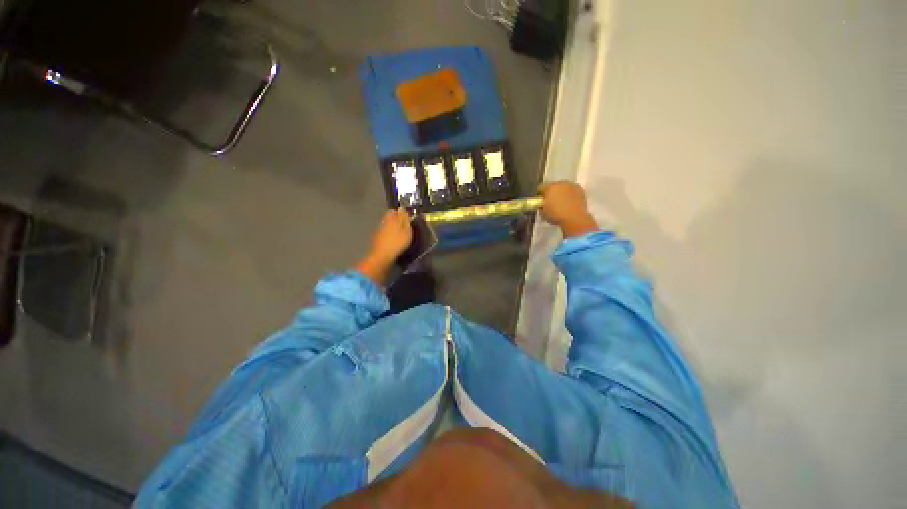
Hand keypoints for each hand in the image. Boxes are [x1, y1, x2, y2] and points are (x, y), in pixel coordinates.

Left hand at [356, 208, 412, 284]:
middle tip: (405, 228)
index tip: (407, 219)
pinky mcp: (377, 240)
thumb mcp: (406, 229)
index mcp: (390, 217)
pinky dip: (390, 236)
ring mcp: (378, 231)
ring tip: (401, 236)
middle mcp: (382, 222)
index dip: (401, 214)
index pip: (394, 210)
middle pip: (390, 218)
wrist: (382, 256)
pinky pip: (385, 234)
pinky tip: (394, 242)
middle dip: (396, 221)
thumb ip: (404, 218)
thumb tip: (402, 208)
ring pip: (387, 226)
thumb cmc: (397, 241)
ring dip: (393, 229)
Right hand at [538, 181, 598, 236]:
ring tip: (561, 203)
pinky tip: (569, 203)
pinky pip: (572, 191)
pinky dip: (570, 195)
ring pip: (563, 187)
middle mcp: (560, 183)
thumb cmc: (556, 215)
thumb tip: (542, 205)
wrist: (575, 218)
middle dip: (551, 192)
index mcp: (549, 187)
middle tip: (551, 202)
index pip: (541, 187)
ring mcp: (571, 185)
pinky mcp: (580, 190)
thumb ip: (541, 207)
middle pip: (553, 186)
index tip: (540, 200)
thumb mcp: (543, 213)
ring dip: (561, 193)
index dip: (539, 194)